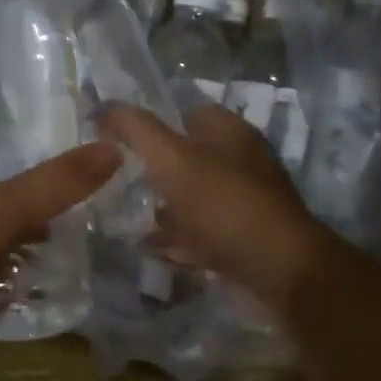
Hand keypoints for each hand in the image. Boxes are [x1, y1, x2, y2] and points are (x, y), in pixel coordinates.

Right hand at [96, 103, 339, 317]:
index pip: (186, 113)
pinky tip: (152, 250)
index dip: (151, 123)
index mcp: (230, 133)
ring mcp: (242, 204)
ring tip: (126, 218)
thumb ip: (137, 131)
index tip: (115, 141)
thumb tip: (102, 107)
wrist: (278, 272)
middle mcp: (240, 163)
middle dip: (153, 170)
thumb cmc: (224, 207)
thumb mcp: (173, 160)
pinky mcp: (241, 240)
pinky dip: (177, 240)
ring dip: (163, 209)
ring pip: (192, 199)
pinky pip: (200, 234)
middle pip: (187, 159)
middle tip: (116, 182)